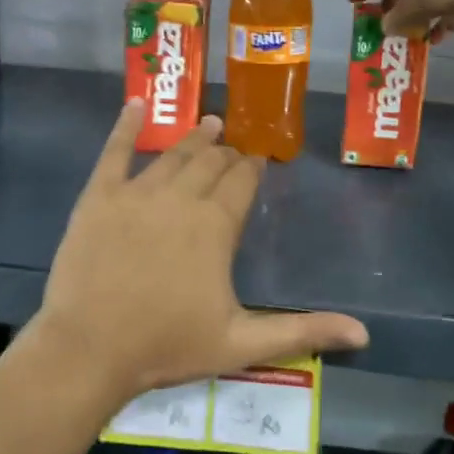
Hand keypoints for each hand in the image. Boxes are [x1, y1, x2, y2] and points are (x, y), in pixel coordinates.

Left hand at [34, 102, 368, 403]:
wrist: (89, 349)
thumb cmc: (167, 345)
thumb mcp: (242, 343)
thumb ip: (302, 332)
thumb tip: (364, 334)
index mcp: (215, 226)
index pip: (241, 183)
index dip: (252, 169)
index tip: (258, 159)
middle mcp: (180, 198)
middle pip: (210, 164)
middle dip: (227, 153)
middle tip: (235, 148)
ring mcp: (136, 193)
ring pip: (173, 155)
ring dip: (194, 137)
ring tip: (209, 123)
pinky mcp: (98, 197)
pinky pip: (114, 152)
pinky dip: (126, 126)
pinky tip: (135, 104)